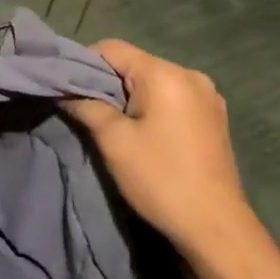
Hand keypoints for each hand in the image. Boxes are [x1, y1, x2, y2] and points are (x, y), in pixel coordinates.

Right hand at [63, 40, 252, 259]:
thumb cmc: (161, 179)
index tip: (69, 89)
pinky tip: (146, 132)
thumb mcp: (113, 141)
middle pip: (134, 63)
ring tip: (115, 124)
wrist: (218, 230)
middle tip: (87, 110)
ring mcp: (207, 96)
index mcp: (165, 74)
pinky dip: (152, 106)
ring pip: (153, 81)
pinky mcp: (215, 116)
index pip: (112, 48)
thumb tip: (62, 90)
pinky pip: (172, 97)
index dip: (84, 63)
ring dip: (130, 96)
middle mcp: (190, 74)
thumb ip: (84, 106)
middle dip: (107, 82)